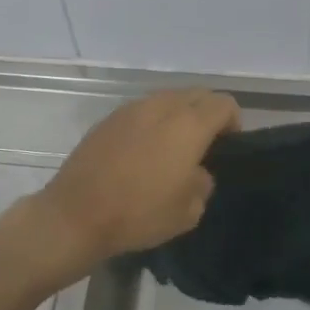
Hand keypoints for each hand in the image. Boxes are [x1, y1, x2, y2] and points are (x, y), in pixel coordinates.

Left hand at [34, 89, 240, 265]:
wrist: (76, 215)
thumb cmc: (139, 213)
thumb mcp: (188, 211)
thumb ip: (203, 183)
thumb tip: (196, 171)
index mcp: (188, 125)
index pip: (224, 104)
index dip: (233, 123)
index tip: (227, 148)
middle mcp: (161, 107)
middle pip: (196, 95)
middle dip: (207, 114)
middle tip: (205, 146)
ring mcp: (131, 109)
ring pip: (167, 99)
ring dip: (178, 116)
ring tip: (172, 148)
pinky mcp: (108, 119)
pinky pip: (142, 111)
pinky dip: (152, 123)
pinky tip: (143, 152)